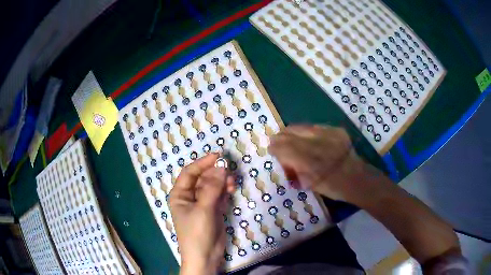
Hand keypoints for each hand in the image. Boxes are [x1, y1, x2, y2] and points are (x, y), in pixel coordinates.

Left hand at [169, 153, 234, 274]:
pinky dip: (225, 191)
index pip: (190, 173)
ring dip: (222, 182)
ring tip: (232, 182)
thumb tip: (222, 166)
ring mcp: (202, 204)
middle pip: (203, 178)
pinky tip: (232, 189)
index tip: (218, 156)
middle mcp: (190, 197)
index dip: (203, 163)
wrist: (205, 256)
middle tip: (229, 170)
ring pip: (213, 186)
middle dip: (215, 173)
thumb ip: (213, 187)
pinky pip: (219, 196)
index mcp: (180, 194)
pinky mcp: (213, 210)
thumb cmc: (197, 232)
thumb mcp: (203, 209)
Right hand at [268, 125, 389, 205]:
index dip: (276, 147)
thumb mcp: (310, 184)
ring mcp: (329, 135)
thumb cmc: (333, 188)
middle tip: (275, 140)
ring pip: (302, 127)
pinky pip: (315, 126)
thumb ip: (295, 170)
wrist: (357, 178)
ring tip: (287, 136)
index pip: (286, 148)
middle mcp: (318, 144)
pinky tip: (304, 136)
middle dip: (280, 137)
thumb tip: (283, 160)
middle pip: (292, 134)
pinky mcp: (336, 130)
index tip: (270, 148)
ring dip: (291, 131)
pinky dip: (306, 131)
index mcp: (311, 162)